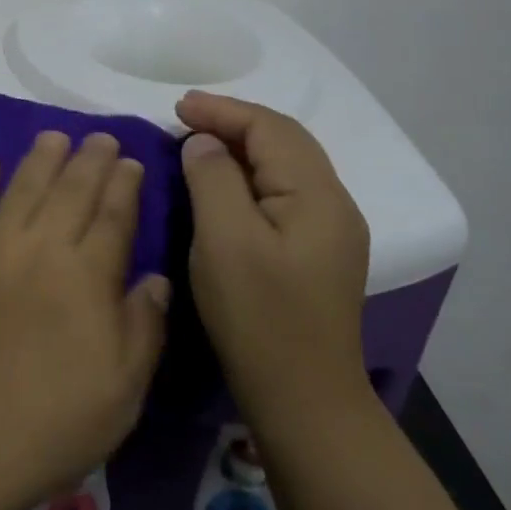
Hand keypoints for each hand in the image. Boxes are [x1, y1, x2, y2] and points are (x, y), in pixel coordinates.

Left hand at [0, 130, 170, 509]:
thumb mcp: (123, 390)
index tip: (132, 161)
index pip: (114, 215)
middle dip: (91, 158)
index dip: (125, 184)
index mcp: (89, 276)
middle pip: (72, 190)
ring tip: (54, 135)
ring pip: (23, 187)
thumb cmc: (52, 423)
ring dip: (41, 157)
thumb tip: (156, 278)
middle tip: (101, 136)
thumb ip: (144, 327)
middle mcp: (43, 248)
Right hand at [175, 91, 371, 418]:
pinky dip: (250, 173)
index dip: (222, 110)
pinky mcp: (317, 251)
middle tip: (184, 118)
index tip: (176, 107)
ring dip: (242, 146)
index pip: (270, 128)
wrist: (304, 401)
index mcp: (318, 195)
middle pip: (284, 139)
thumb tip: (205, 143)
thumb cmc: (258, 317)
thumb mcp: (224, 241)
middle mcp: (334, 203)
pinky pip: (283, 190)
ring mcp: (331, 229)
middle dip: (234, 121)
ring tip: (198, 142)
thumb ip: (213, 178)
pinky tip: (224, 182)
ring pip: (285, 164)